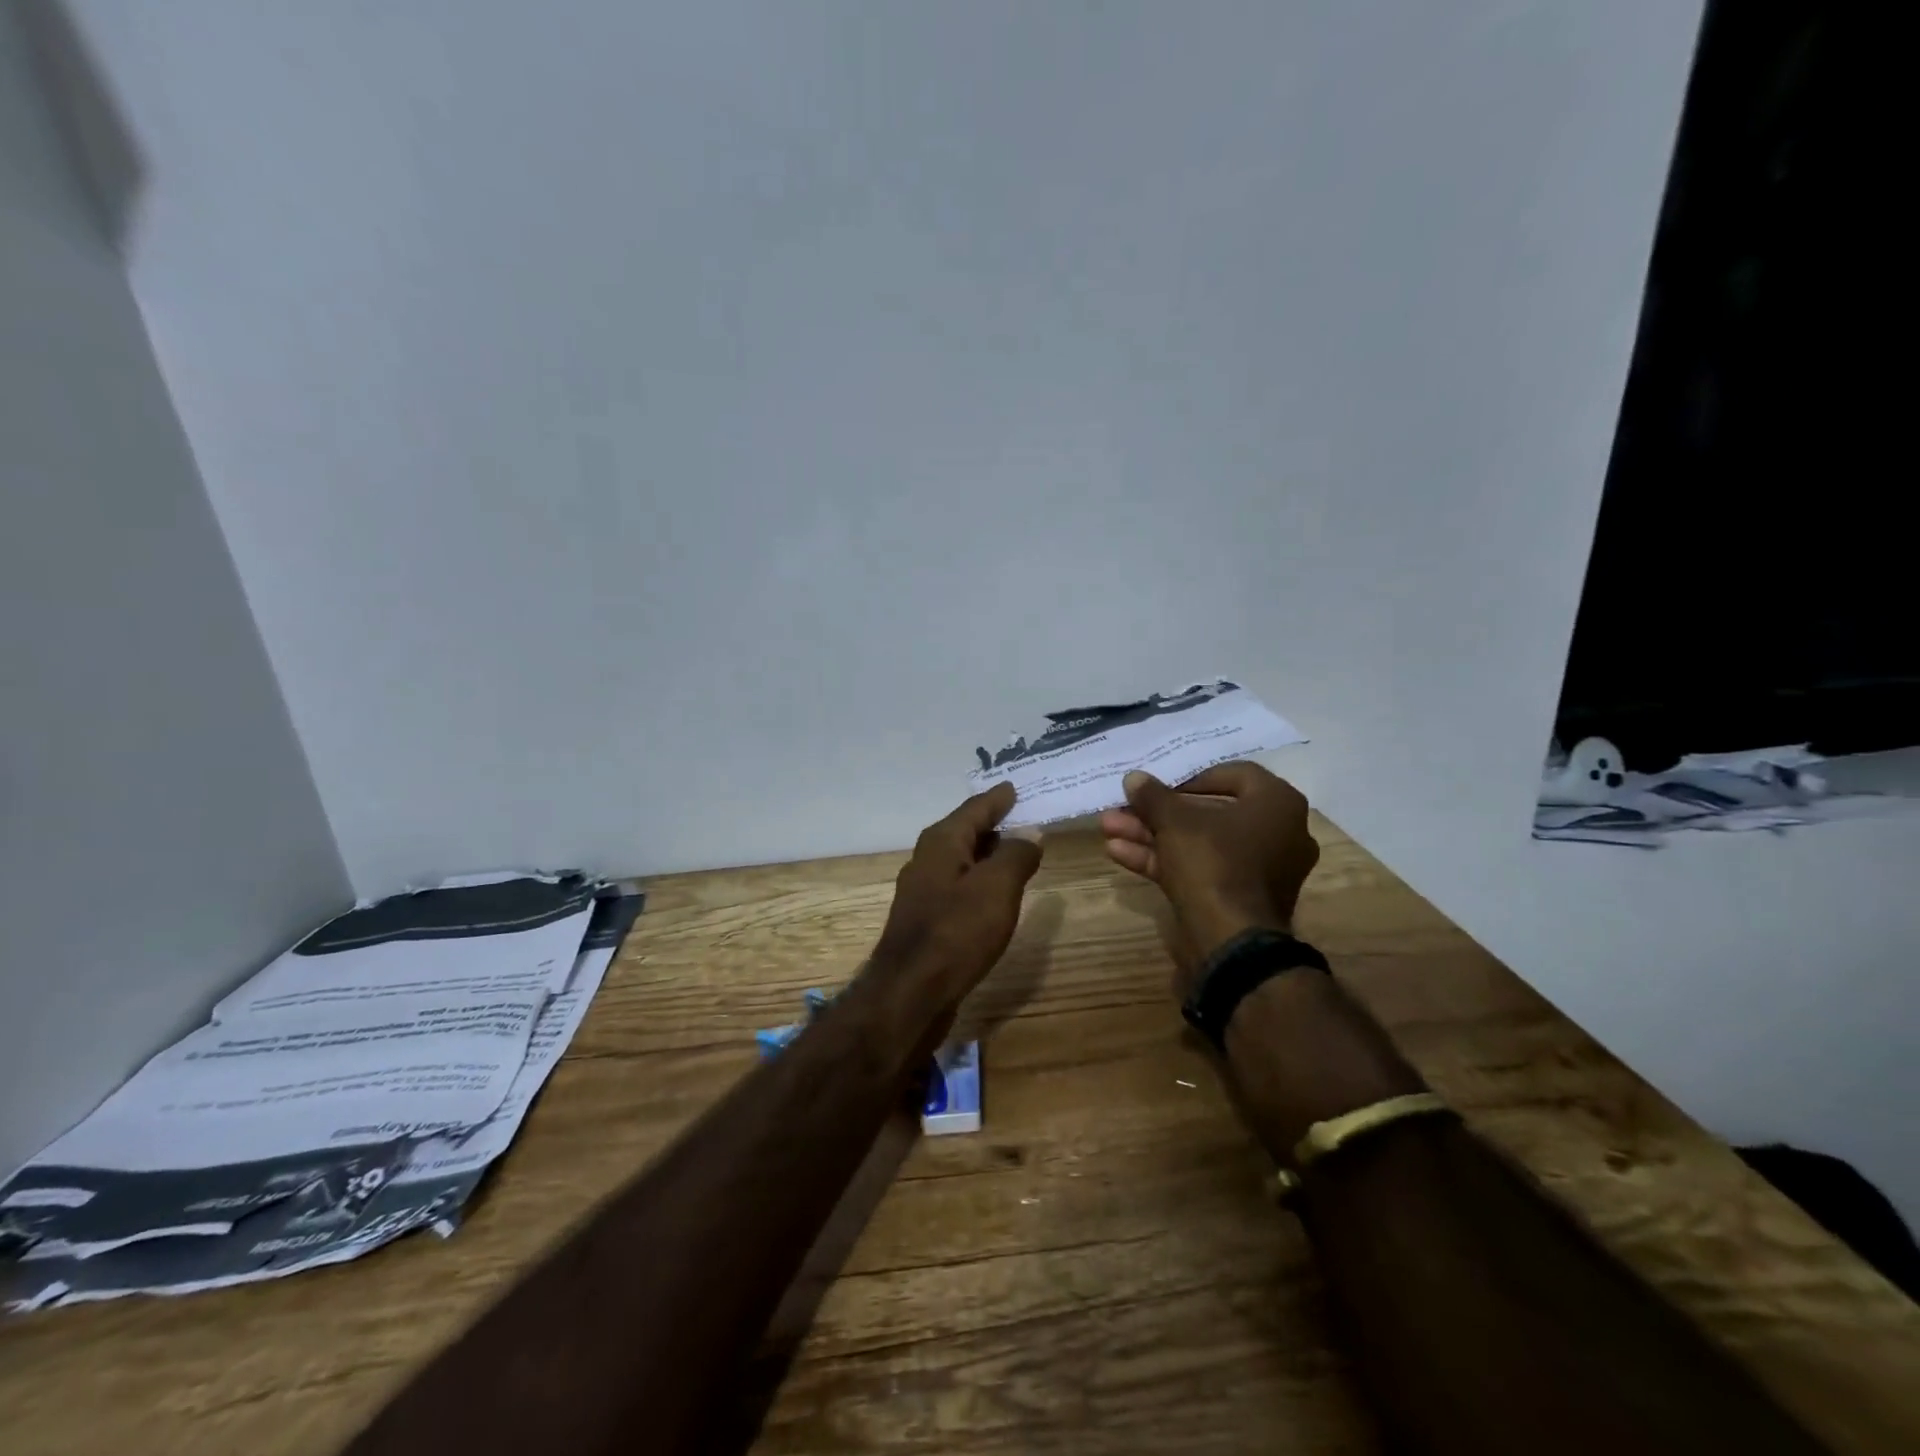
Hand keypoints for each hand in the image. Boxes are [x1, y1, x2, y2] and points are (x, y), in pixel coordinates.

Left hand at [872, 782, 1044, 1004]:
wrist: (910, 992)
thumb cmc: (956, 932)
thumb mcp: (997, 887)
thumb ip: (1016, 855)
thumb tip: (1030, 832)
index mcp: (941, 842)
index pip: (975, 809)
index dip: (998, 799)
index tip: (1015, 787)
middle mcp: (928, 859)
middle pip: (965, 832)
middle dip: (994, 824)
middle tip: (1025, 816)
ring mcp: (924, 891)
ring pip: (962, 861)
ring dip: (988, 854)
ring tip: (1017, 850)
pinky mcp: (927, 920)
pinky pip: (960, 886)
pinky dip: (981, 881)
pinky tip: (996, 893)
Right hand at [1099, 761, 1318, 988]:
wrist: (1230, 941)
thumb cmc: (1213, 862)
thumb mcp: (1174, 822)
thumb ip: (1153, 796)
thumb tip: (1134, 778)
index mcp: (1277, 804)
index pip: (1233, 775)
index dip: (1190, 777)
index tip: (1159, 785)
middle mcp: (1278, 833)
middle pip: (1208, 813)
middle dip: (1158, 812)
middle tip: (1124, 807)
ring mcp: (1259, 869)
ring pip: (1199, 843)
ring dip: (1152, 835)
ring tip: (1109, 829)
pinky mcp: (1239, 897)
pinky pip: (1201, 869)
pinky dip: (1164, 860)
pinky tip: (1119, 854)